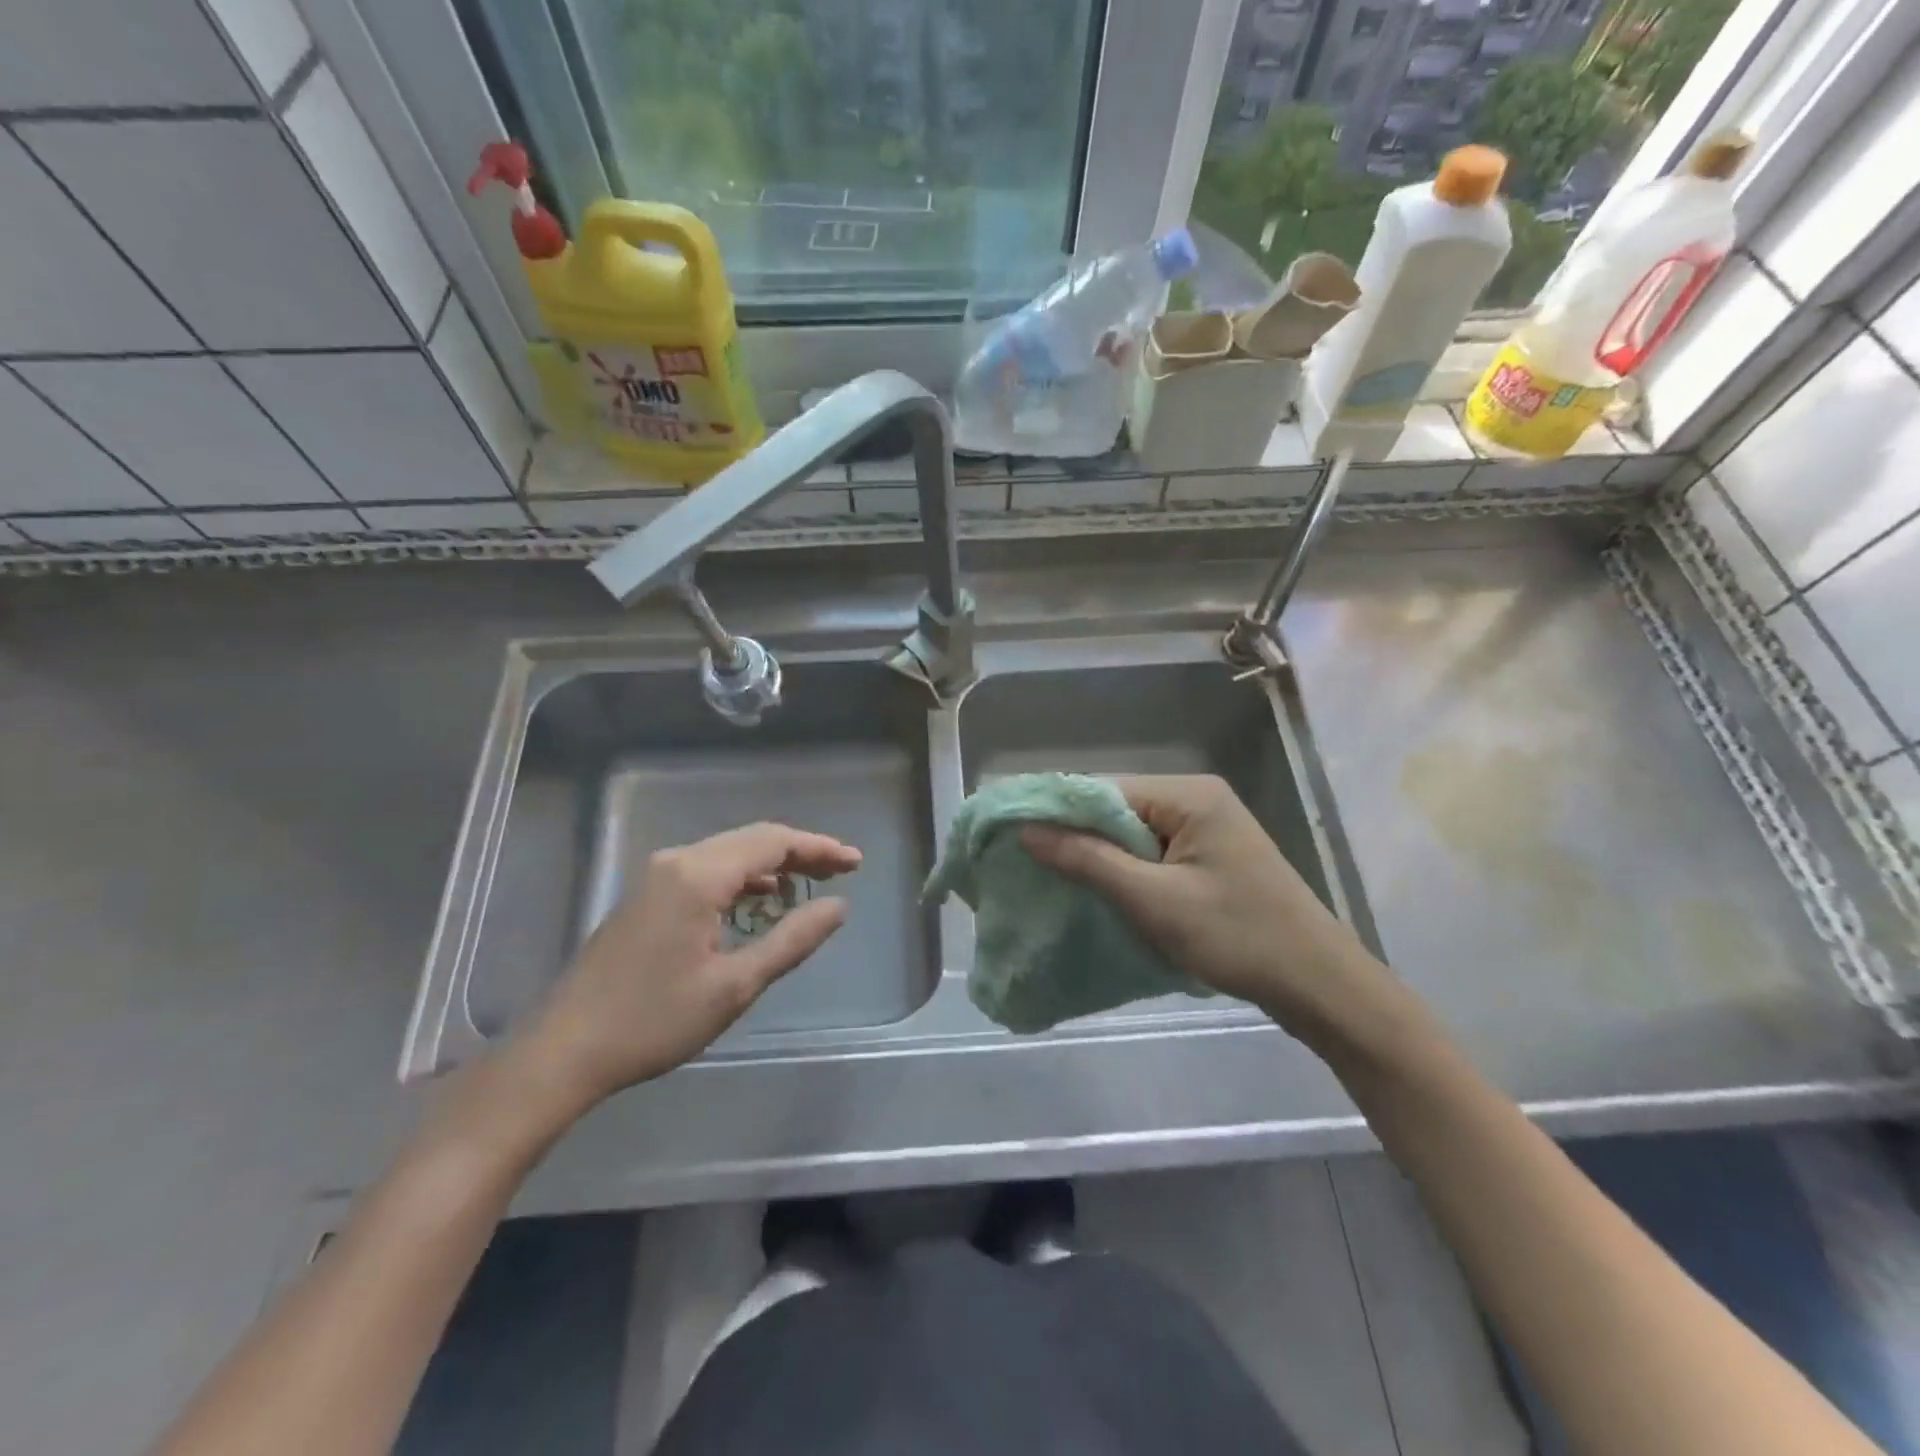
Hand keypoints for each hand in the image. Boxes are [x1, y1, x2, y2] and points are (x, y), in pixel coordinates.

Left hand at [521, 823, 861, 1106]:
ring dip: (772, 864)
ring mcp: (657, 876)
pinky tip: (760, 900)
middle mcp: (677, 861)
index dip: (819, 848)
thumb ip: (792, 940)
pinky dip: (743, 878)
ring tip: (811, 884)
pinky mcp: (647, 895)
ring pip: (730, 853)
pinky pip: (708, 870)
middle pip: (752, 840)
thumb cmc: (654, 1021)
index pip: (773, 842)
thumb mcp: (734, 986)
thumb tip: (838, 906)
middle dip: (800, 852)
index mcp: (698, 875)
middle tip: (842, 869)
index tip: (855, 862)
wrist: (564, 1051)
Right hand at [1022, 775, 1392, 1046]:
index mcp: (1187, 794)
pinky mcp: (1208, 855)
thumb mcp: (1154, 900)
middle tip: (1023, 864)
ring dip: (1096, 857)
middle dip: (1073, 837)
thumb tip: (1026, 830)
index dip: (1054, 812)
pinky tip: (1096, 891)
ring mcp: (1205, 827)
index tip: (1009, 836)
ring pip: (1130, 833)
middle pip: (1115, 808)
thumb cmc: (1237, 936)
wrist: (1318, 984)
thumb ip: (1088, 860)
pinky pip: (1150, 852)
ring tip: (1049, 880)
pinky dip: (1123, 871)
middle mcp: (1195, 798)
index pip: (1102, 789)